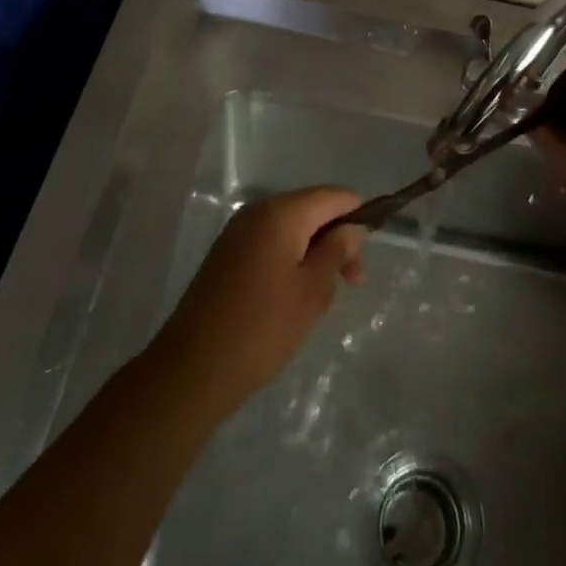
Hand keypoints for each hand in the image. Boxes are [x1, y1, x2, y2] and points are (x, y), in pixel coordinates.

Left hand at [154, 186, 366, 416]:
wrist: (192, 369)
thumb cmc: (262, 328)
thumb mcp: (312, 291)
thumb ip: (337, 251)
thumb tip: (353, 227)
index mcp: (281, 213)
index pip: (332, 195)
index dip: (358, 213)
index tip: (373, 247)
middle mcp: (257, 211)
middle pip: (311, 209)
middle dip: (337, 237)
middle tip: (354, 281)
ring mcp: (238, 232)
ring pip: (291, 228)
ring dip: (315, 251)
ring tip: (325, 293)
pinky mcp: (226, 255)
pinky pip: (270, 243)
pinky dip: (291, 258)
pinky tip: (296, 294)